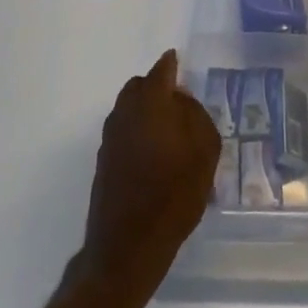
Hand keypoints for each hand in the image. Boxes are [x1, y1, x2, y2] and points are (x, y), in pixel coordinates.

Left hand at [79, 50, 221, 299]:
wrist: (127, 248)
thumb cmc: (173, 195)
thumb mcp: (204, 152)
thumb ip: (195, 116)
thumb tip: (181, 98)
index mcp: (151, 104)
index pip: (161, 71)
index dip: (171, 64)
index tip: (178, 59)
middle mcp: (125, 114)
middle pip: (138, 86)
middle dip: (156, 85)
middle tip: (178, 99)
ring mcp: (110, 139)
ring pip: (127, 108)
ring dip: (145, 108)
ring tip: (168, 127)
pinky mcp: (103, 162)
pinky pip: (123, 130)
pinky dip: (137, 129)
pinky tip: (154, 150)